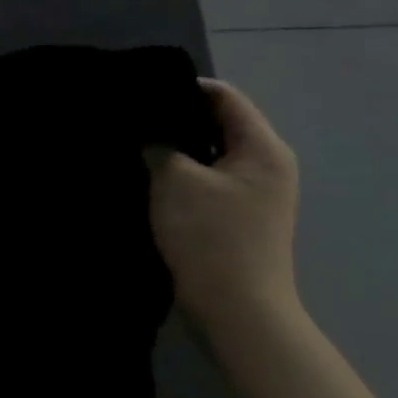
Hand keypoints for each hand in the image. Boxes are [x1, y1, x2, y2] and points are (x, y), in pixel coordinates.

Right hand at [145, 79, 301, 336]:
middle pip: (218, 122)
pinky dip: (181, 170)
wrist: (237, 310)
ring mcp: (254, 192)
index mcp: (262, 148)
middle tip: (131, 114)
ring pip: (209, 151)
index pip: (224, 96)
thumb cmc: (211, 236)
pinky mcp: (237, 214)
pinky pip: (207, 177)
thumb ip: (158, 144)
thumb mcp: (175, 179)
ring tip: (133, 140)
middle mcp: (266, 164)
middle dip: (175, 116)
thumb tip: (147, 131)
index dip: (182, 87)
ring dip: (176, 146)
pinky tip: (148, 172)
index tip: (140, 89)